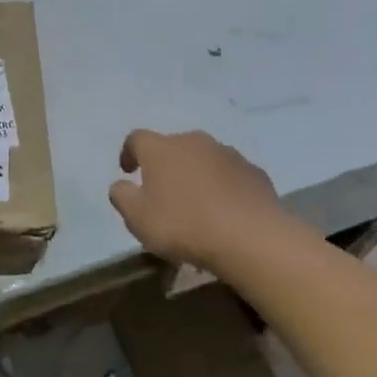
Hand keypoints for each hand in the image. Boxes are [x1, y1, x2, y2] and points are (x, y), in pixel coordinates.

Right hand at [108, 129, 285, 274]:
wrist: (251, 237)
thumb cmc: (183, 225)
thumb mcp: (137, 218)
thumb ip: (122, 196)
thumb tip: (122, 185)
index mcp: (161, 148)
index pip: (137, 139)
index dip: (129, 153)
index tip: (128, 171)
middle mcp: (194, 142)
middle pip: (173, 147)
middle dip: (166, 166)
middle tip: (164, 194)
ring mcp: (228, 155)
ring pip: (204, 160)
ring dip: (196, 176)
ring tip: (197, 206)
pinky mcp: (255, 173)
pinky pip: (231, 176)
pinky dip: (224, 188)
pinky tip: (225, 213)